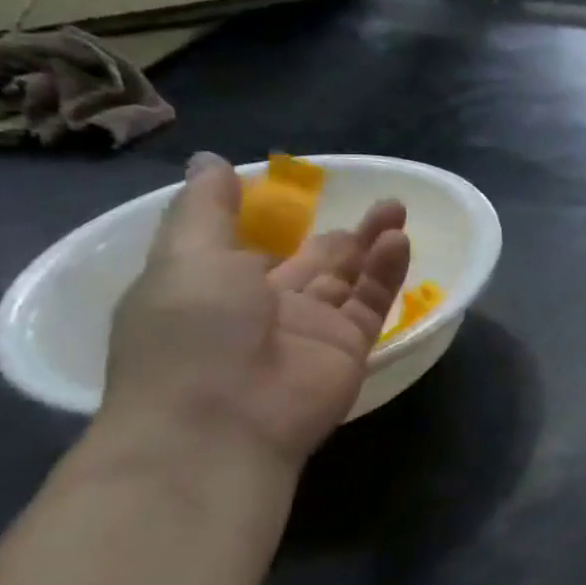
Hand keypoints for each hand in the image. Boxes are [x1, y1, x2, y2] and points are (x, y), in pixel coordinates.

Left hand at [102, 153, 410, 470]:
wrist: (222, 422)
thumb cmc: (192, 331)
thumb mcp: (186, 257)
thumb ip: (206, 210)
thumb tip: (209, 161)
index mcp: (212, 285)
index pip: (248, 246)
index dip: (272, 219)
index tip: (298, 188)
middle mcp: (263, 306)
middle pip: (311, 260)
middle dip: (339, 232)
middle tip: (373, 199)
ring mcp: (310, 329)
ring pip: (348, 277)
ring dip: (370, 243)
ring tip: (396, 208)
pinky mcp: (349, 346)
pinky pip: (371, 301)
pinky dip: (386, 271)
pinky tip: (399, 240)